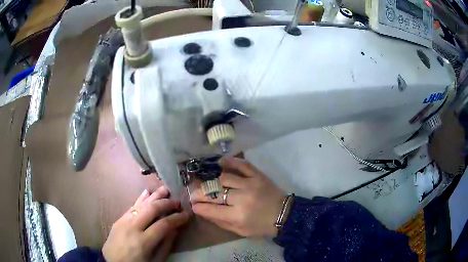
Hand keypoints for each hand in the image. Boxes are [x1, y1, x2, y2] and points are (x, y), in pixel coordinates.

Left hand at [102, 186, 189, 261]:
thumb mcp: (155, 261)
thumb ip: (165, 245)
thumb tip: (175, 229)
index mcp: (143, 242)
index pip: (164, 224)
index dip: (177, 218)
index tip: (187, 214)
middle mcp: (133, 227)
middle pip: (152, 209)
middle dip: (167, 203)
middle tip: (177, 202)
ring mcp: (124, 221)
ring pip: (141, 204)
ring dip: (154, 196)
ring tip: (166, 190)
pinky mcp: (119, 219)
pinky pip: (132, 206)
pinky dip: (141, 199)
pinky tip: (147, 192)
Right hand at [190, 157, 285, 237]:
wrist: (285, 215)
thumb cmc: (262, 226)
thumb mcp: (241, 231)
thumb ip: (221, 222)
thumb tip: (202, 211)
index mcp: (238, 216)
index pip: (211, 209)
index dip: (199, 206)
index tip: (193, 204)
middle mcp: (242, 198)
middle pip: (214, 192)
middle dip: (200, 193)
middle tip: (194, 193)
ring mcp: (250, 184)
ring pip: (224, 178)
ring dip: (213, 181)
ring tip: (208, 183)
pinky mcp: (258, 176)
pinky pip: (242, 165)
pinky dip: (231, 161)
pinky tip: (221, 162)